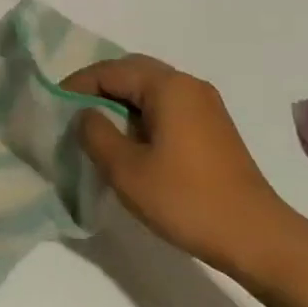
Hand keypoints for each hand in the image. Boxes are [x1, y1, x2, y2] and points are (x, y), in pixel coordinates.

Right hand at [64, 55, 306, 283]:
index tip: (53, 106)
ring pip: (150, 89)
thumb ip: (96, 134)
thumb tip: (86, 114)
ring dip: (120, 101)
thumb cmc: (186, 199)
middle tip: (72, 113)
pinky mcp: (213, 126)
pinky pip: (167, 105)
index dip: (77, 85)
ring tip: (96, 128)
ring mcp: (205, 104)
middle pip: (132, 72)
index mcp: (168, 86)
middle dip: (99, 88)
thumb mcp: (126, 170)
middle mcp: (188, 84)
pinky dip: (141, 113)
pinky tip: (130, 141)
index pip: (111, 70)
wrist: (255, 235)